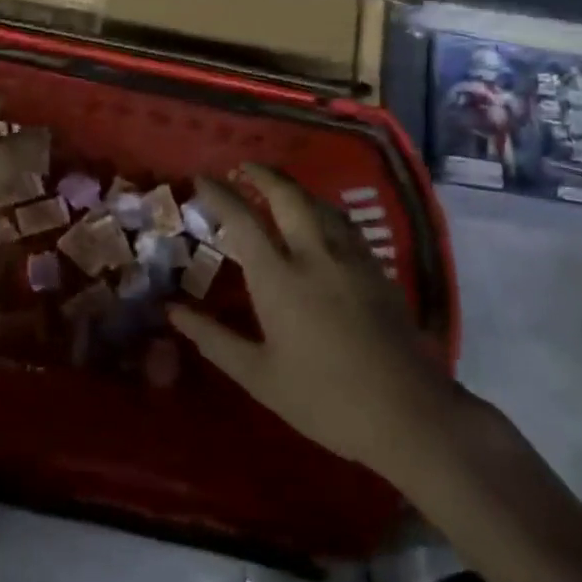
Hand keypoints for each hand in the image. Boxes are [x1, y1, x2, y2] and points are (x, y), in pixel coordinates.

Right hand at [168, 165, 455, 479]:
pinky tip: (321, 222)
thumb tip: (173, 312)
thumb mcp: (259, 376)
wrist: (408, 414)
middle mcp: (314, 255)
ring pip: (319, 204)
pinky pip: (344, 224)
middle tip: (243, 167)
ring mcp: (351, 258)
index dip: (219, 194)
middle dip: (262, 174)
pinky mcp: (377, 269)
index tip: (201, 178)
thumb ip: (213, 339)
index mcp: (278, 279)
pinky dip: (323, 210)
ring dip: (294, 188)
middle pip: (287, 195)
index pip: (242, 219)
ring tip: (278, 187)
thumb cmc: (324, 399)